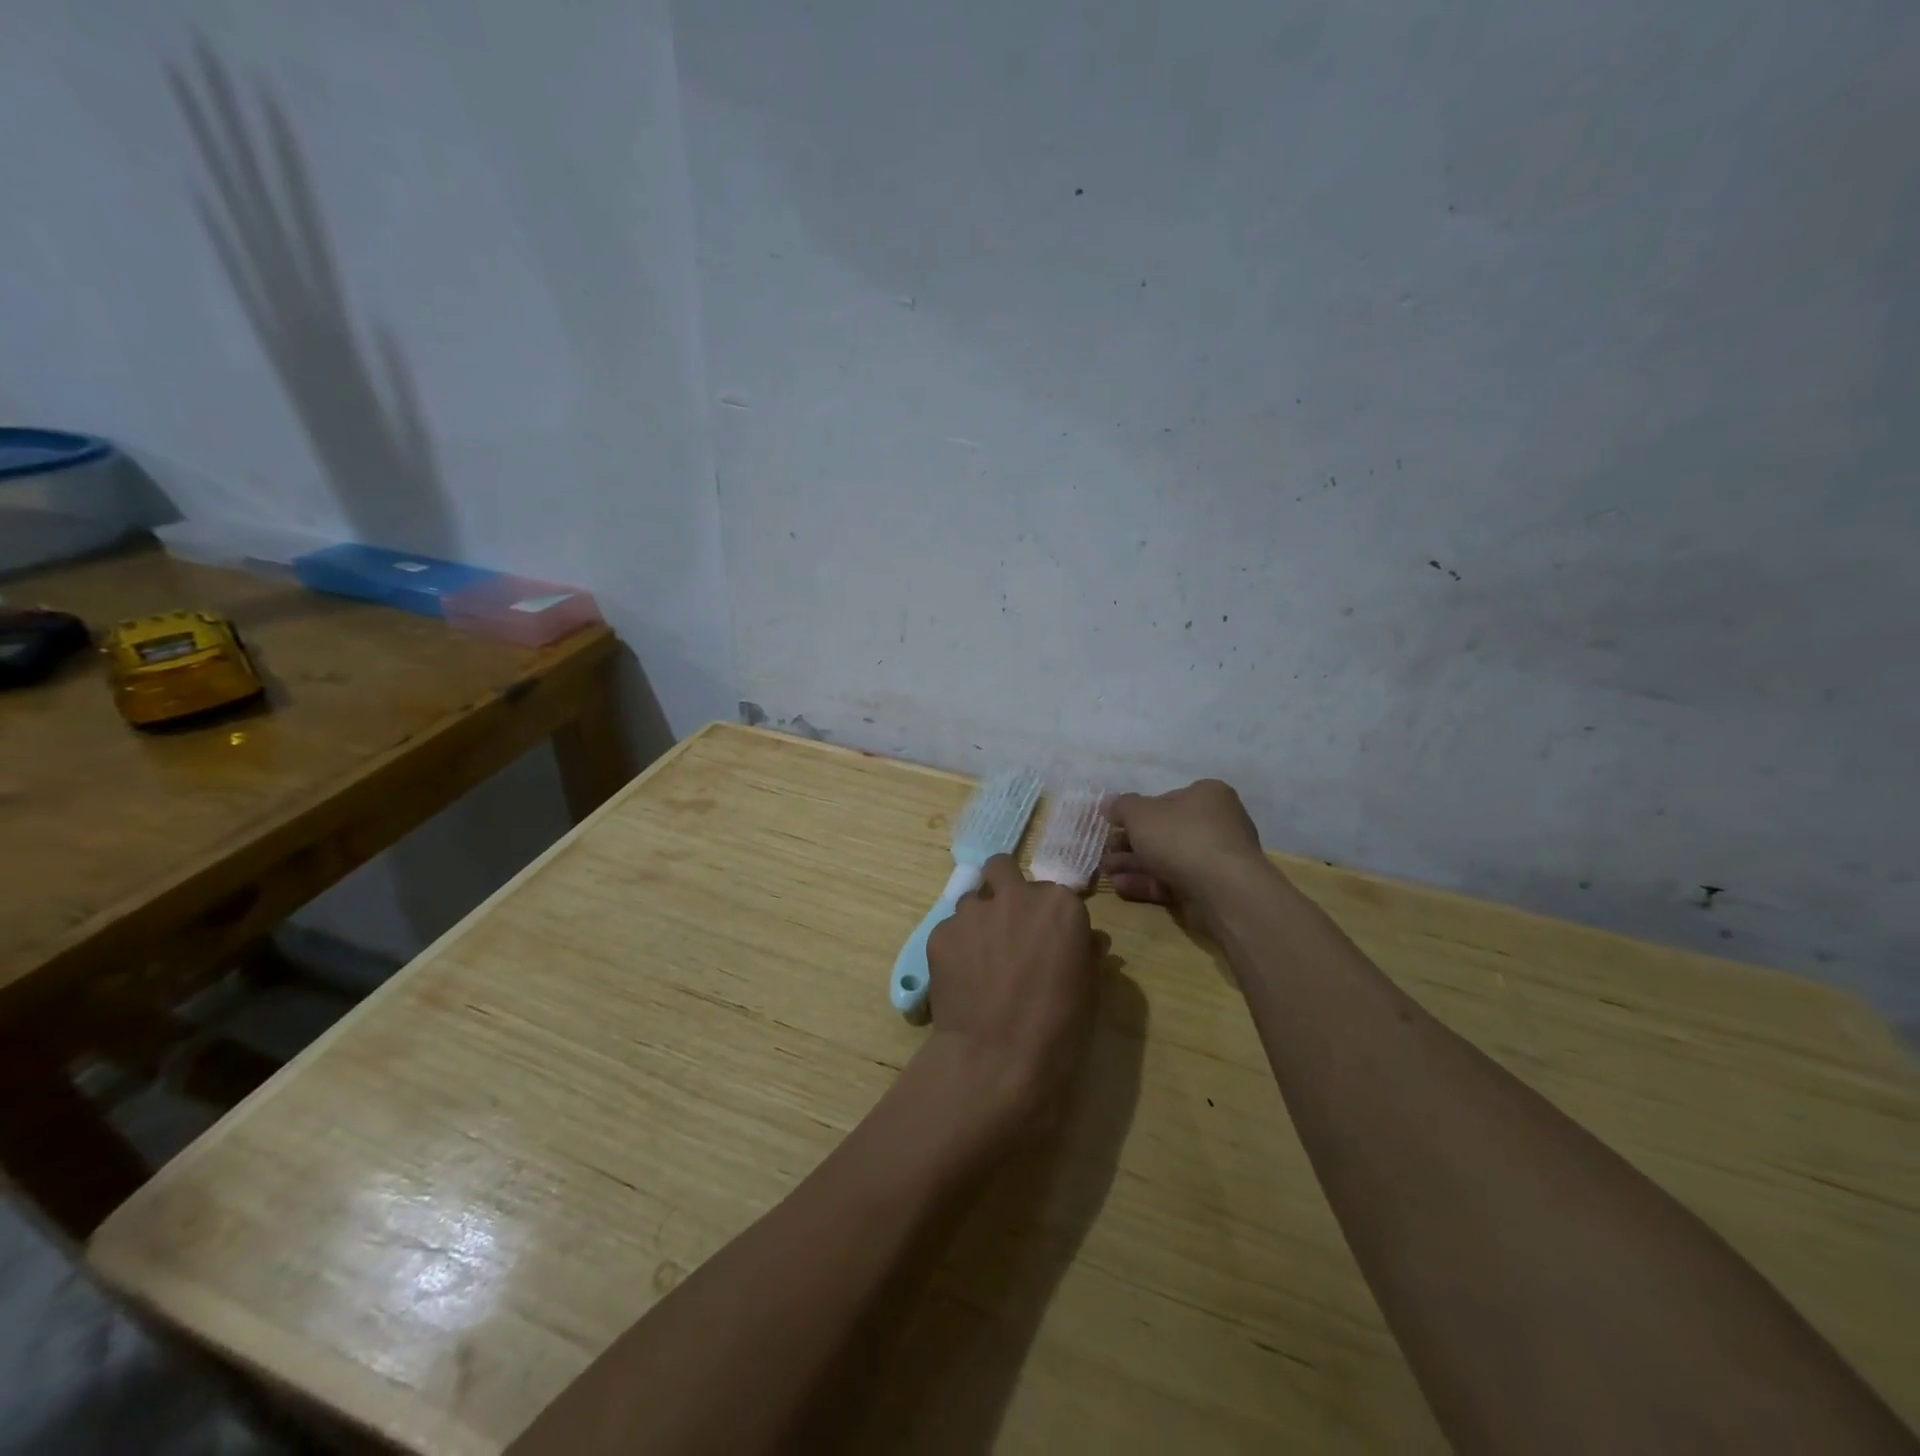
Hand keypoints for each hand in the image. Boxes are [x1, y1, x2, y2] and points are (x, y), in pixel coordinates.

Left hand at [925, 855, 1103, 1135]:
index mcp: (1059, 904)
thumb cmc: (1059, 1028)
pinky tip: (961, 980)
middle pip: (1001, 868)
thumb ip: (1085, 951)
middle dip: (1002, 888)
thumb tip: (1087, 940)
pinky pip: (949, 931)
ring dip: (977, 921)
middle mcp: (1015, 895)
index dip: (1045, 914)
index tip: (1044, 938)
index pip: (1051, 891)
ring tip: (979, 960)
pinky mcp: (940, 933)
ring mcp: (973, 911)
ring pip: (971, 901)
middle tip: (1005, 925)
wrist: (999, 1059)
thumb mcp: (1089, 988)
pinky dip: (954, 948)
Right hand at [1104, 780, 1271, 915]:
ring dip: (1133, 865)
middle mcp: (1216, 823)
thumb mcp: (1140, 814)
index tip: (1113, 826)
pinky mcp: (1211, 889)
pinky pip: (1174, 881)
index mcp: (1207, 795)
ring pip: (1166, 859)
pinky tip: (1121, 887)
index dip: (1136, 813)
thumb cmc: (1181, 838)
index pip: (1165, 800)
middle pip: (1164, 832)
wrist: (1223, 890)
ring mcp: (1215, 858)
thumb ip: (1122, 807)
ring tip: (1107, 872)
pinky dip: (1147, 883)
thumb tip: (1109, 804)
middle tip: (1106, 853)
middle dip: (1130, 843)